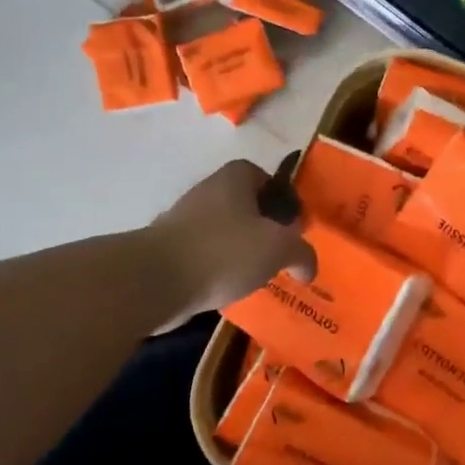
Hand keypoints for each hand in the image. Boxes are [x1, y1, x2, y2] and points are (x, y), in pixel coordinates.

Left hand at [144, 158, 316, 319]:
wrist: (156, 280)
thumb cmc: (224, 251)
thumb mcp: (279, 248)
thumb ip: (301, 253)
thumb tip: (308, 267)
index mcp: (233, 180)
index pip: (262, 175)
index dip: (280, 196)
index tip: (292, 224)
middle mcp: (206, 192)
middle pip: (243, 205)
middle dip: (262, 227)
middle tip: (279, 252)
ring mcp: (182, 221)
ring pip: (223, 232)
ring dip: (240, 250)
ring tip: (257, 276)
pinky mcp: (167, 250)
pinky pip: (204, 255)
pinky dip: (218, 269)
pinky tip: (229, 289)